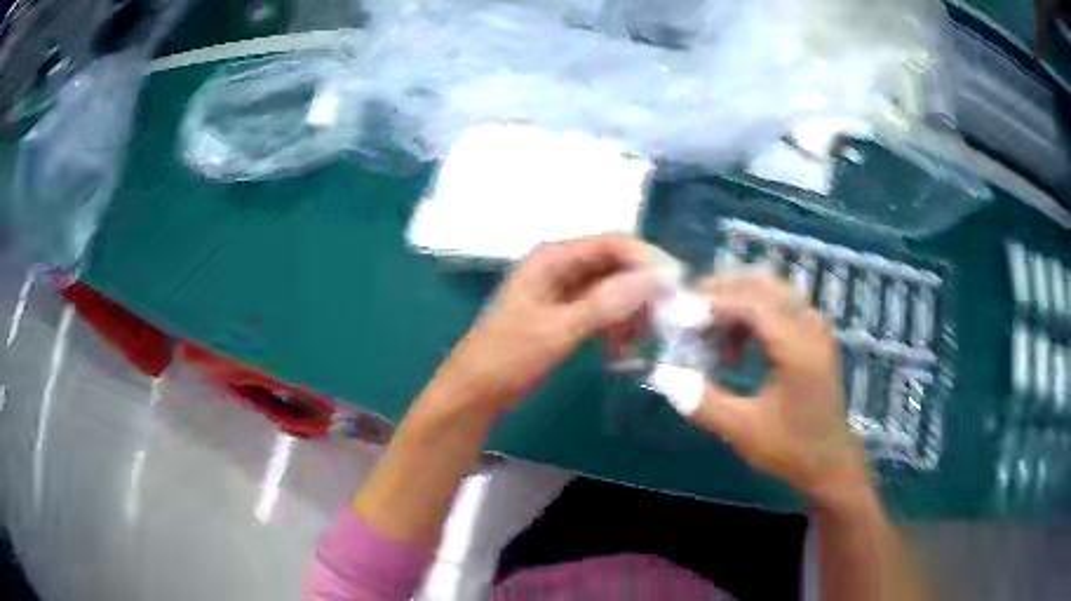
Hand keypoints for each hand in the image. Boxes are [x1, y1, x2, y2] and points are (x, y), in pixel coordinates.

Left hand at [440, 236, 663, 409]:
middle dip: (641, 288)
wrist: (475, 392)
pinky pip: (600, 311)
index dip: (647, 259)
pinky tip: (622, 350)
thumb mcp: (560, 330)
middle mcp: (559, 266)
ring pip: (610, 289)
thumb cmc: (510, 357)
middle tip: (667, 316)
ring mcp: (561, 291)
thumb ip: (608, 302)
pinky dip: (615, 326)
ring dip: (630, 310)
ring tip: (644, 339)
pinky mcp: (563, 315)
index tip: (678, 283)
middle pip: (614, 265)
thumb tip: (658, 277)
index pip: (612, 244)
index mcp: (553, 258)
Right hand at [687, 273, 867, 504]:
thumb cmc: (790, 448)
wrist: (829, 460)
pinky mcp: (813, 333)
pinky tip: (737, 343)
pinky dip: (752, 311)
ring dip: (737, 300)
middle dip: (722, 290)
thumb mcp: (742, 431)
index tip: (680, 316)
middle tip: (689, 310)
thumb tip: (665, 375)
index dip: (713, 304)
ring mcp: (815, 326)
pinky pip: (779, 304)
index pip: (753, 304)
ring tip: (709, 330)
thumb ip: (703, 402)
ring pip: (771, 289)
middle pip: (763, 283)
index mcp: (799, 348)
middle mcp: (811, 326)